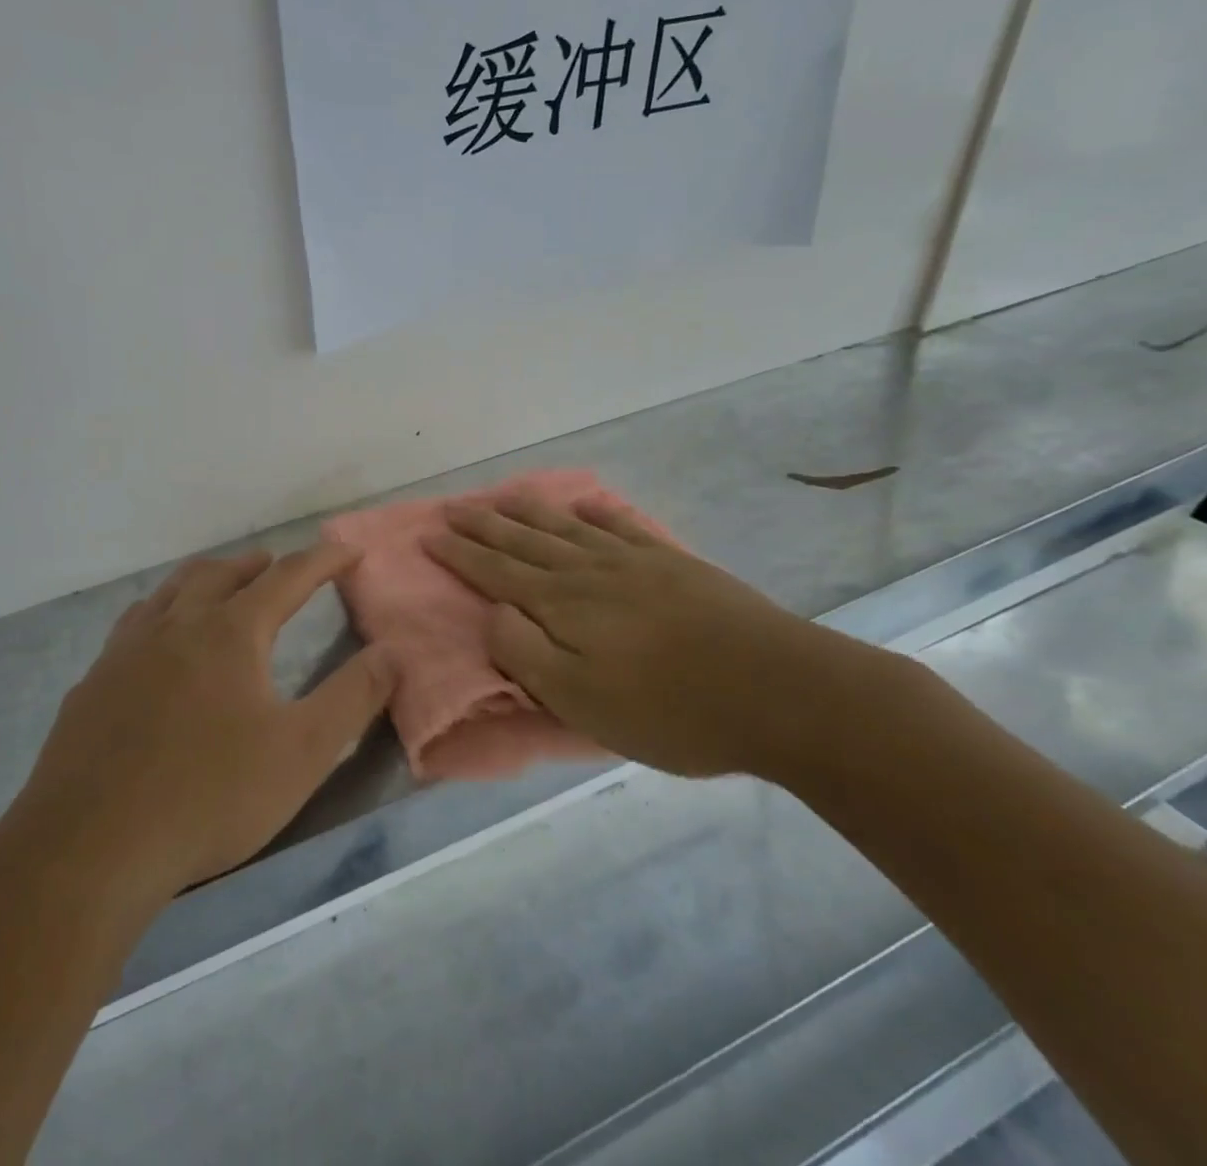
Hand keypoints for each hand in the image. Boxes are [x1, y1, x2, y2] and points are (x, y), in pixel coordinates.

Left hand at [15, 544, 391, 896]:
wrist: (89, 848)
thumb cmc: (210, 796)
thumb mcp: (301, 751)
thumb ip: (353, 697)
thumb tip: (391, 652)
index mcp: (230, 632)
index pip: (287, 578)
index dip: (323, 560)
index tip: (348, 550)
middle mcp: (176, 625)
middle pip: (221, 573)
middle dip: (257, 564)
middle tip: (278, 565)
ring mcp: (126, 651)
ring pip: (170, 591)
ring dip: (204, 578)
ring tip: (219, 585)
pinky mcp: (92, 683)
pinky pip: (133, 624)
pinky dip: (160, 612)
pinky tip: (155, 641)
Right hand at [423, 493, 902, 780]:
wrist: (777, 690)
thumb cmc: (670, 710)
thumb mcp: (581, 701)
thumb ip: (524, 653)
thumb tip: (492, 612)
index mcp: (561, 605)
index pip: (495, 572)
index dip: (459, 554)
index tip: (429, 534)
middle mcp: (588, 572)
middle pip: (524, 541)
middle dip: (483, 525)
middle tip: (452, 508)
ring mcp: (633, 562)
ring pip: (565, 527)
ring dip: (528, 511)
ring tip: (501, 496)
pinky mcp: (671, 564)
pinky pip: (619, 526)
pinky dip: (594, 513)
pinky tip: (583, 507)